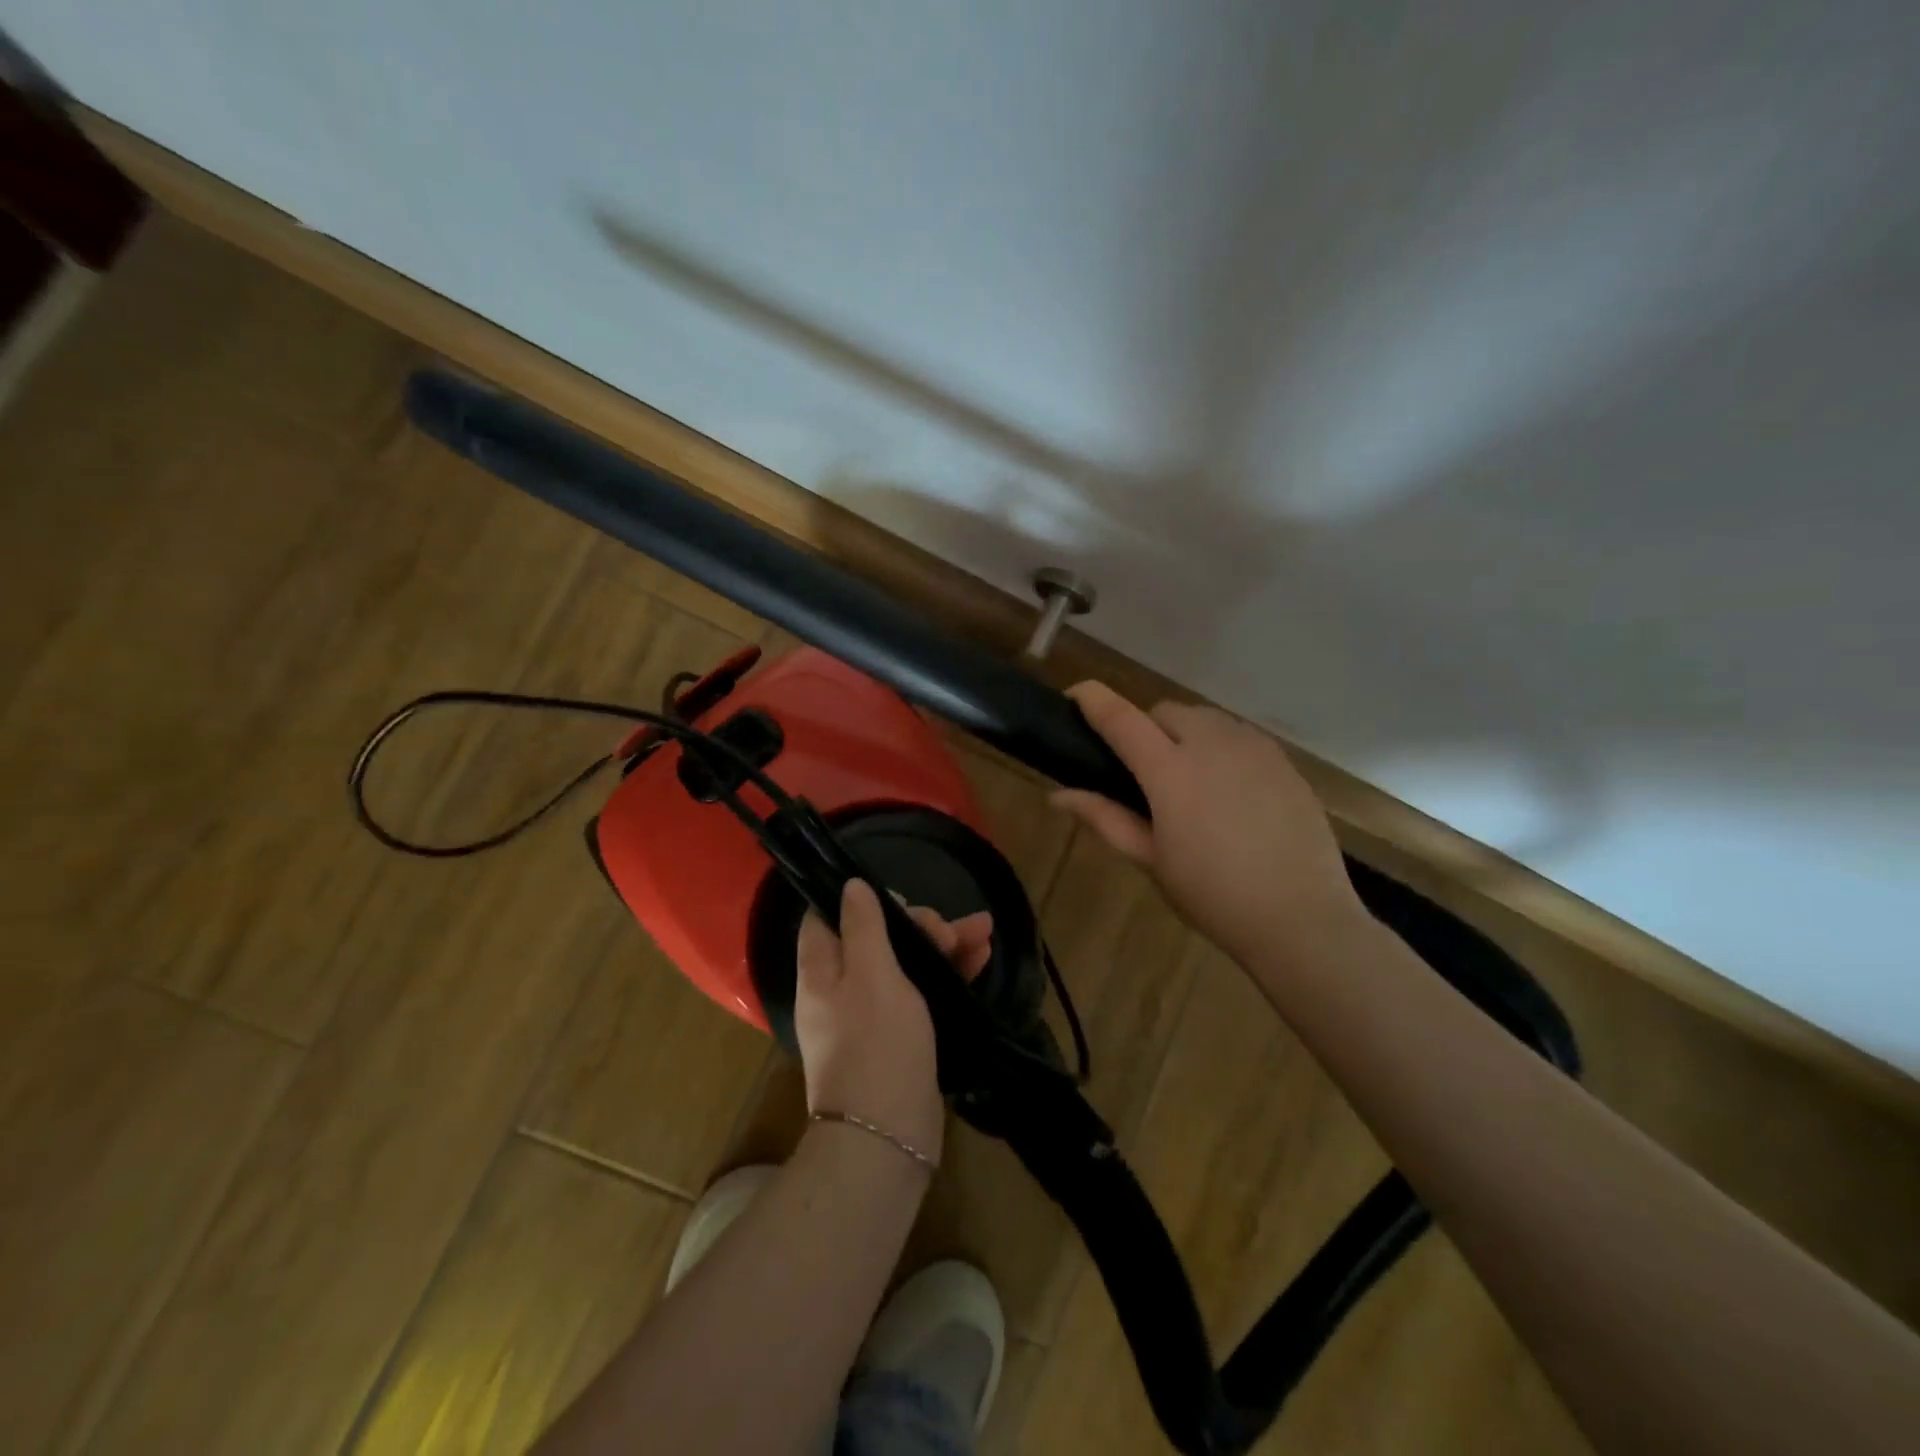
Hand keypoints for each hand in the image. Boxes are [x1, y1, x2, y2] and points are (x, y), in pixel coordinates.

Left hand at [794, 880, 992, 1169]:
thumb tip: (849, 886)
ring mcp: (872, 1015)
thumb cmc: (875, 1044)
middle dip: (917, 925)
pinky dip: (948, 973)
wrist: (888, 1137)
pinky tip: (982, 958)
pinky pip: (923, 992)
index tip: (896, 896)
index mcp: (822, 970)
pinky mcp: (901, 1037)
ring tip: (985, 931)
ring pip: (907, 964)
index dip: (860, 899)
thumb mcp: (870, 974)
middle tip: (947, 931)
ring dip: (943, 945)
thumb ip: (863, 926)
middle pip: (877, 938)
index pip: (827, 917)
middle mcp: (842, 988)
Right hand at [1052, 681, 1364, 967]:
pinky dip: (1221, 747)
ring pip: (1206, 718)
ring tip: (1189, 779)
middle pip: (1165, 711)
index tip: (1075, 694)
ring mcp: (1253, 748)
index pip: (1121, 718)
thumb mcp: (1151, 860)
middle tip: (1144, 772)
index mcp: (1170, 772)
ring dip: (1184, 733)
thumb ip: (1104, 818)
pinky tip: (1229, 789)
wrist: (1301, 918)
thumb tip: (1057, 796)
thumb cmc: (1213, 895)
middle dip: (1146, 728)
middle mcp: (1212, 744)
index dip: (1093, 699)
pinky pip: (1240, 735)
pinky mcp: (1283, 760)